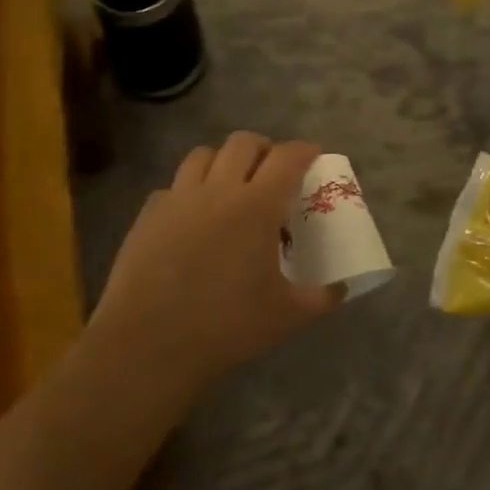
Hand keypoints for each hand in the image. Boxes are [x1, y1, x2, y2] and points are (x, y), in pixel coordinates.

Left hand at [88, 133, 342, 403]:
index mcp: (258, 206)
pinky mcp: (148, 216)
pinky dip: (189, 191)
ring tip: (232, 185)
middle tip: (273, 172)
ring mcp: (178, 199)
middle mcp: (218, 190)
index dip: (304, 150)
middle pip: (244, 143)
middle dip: (265, 149)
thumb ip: (322, 297)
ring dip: (224, 161)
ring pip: (203, 155)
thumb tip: (342, 289)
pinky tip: (193, 218)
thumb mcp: (287, 315)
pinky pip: (173, 187)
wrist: (148, 346)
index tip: (313, 156)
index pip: (287, 157)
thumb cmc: (226, 326)